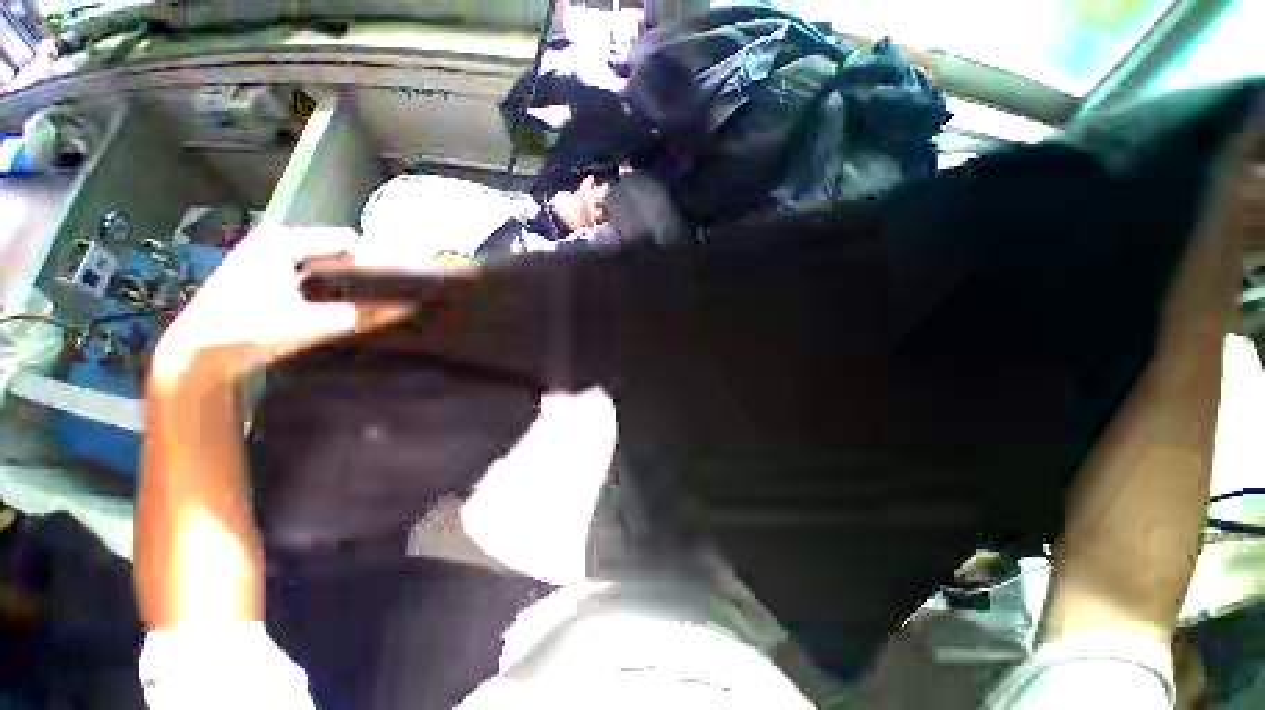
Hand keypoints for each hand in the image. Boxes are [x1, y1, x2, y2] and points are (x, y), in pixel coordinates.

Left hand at [151, 227, 403, 388]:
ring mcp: (266, 256)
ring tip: (345, 311)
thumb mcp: (313, 324)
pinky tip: (324, 311)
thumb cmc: (250, 333)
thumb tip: (407, 307)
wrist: (196, 357)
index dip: (367, 265)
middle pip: (336, 252)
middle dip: (354, 277)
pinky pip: (308, 275)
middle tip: (362, 305)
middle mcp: (276, 240)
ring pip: (323, 266)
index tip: (379, 291)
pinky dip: (322, 291)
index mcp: (284, 240)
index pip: (348, 241)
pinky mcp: (261, 274)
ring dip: (339, 287)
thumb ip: (364, 315)